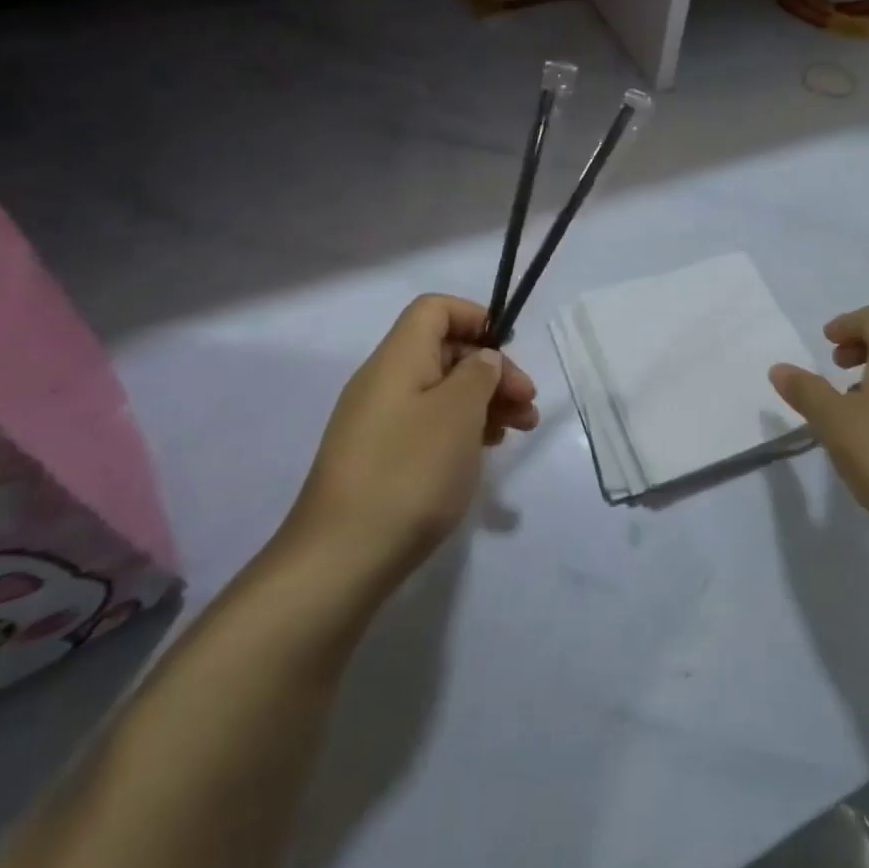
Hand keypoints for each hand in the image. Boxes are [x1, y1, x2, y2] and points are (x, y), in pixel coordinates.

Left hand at [281, 295, 538, 587]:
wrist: (341, 558)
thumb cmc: (410, 472)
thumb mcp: (458, 413)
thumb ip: (479, 373)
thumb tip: (483, 359)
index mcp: (398, 358)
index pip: (435, 309)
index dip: (475, 317)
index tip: (509, 352)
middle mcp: (383, 381)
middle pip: (443, 351)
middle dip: (491, 370)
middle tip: (527, 404)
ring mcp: (378, 422)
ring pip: (440, 391)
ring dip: (483, 402)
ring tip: (517, 431)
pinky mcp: (379, 457)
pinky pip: (427, 424)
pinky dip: (461, 429)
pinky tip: (483, 453)